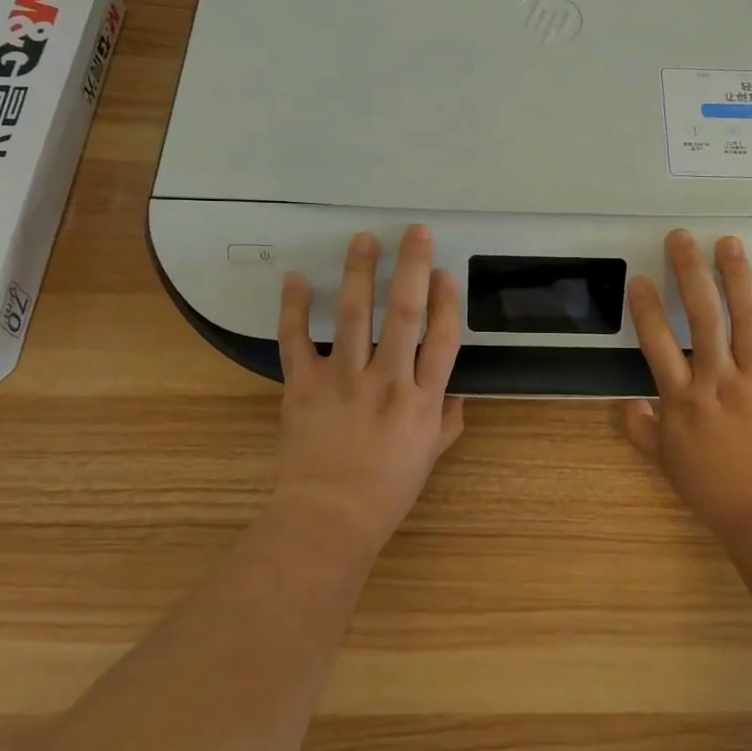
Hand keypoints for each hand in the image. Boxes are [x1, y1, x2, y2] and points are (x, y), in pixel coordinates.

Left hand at [273, 225, 464, 551]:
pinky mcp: (304, 386)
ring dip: (359, 273)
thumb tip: (458, 394)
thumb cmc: (386, 491)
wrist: (328, 519)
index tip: (445, 271)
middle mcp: (388, 381)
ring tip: (363, 240)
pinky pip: (295, 341)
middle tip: (414, 231)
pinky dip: (293, 309)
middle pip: (404, 314)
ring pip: (354, 316)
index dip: (446, 301)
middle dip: (411, 268)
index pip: (442, 338)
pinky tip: (296, 279)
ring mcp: (343, 380)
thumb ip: (447, 421)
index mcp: (423, 399)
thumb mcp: (429, 458)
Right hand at [622, 229, 751, 536]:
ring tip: (728, 243)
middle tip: (681, 238)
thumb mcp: (666, 463)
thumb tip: (625, 405)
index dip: (646, 307)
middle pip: (702, 317)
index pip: (657, 343)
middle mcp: (718, 380)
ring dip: (736, 276)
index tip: (640, 278)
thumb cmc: (714, 490)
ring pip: (746, 318)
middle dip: (689, 272)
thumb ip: (641, 431)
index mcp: (683, 400)